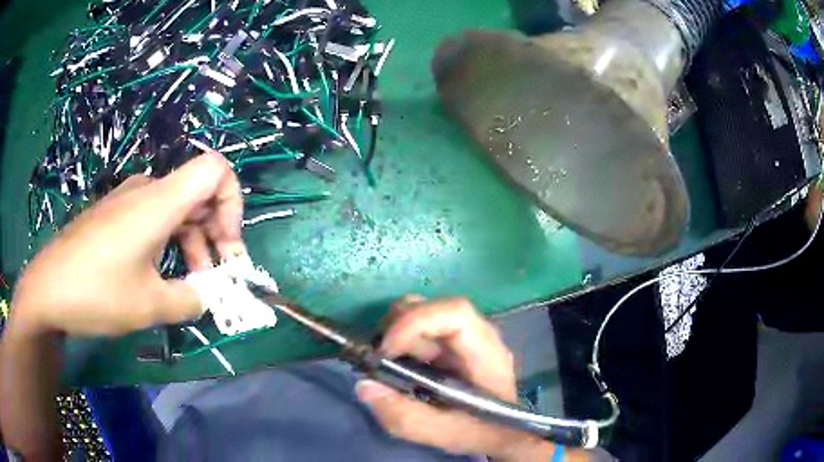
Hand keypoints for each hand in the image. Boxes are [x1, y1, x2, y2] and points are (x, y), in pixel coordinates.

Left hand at [10, 150, 244, 336]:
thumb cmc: (96, 292)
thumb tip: (209, 297)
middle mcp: (147, 190)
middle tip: (216, 278)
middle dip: (216, 234)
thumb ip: (191, 300)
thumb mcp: (149, 306)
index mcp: (159, 202)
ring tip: (190, 286)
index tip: (228, 247)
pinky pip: (154, 219)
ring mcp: (128, 201)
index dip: (233, 202)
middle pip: (199, 195)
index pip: (216, 170)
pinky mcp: (115, 214)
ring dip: (192, 245)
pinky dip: (169, 243)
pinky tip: (160, 275)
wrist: (47, 288)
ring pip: (176, 210)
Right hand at [356, 297, 586, 460]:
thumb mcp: (443, 433)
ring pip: (426, 312)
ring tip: (385, 360)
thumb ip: (405, 416)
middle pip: (436, 307)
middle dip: (399, 325)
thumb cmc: (481, 432)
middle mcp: (479, 335)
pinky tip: (397, 363)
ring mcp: (467, 336)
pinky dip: (401, 339)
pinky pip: (423, 327)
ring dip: (397, 330)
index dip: (416, 322)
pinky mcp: (454, 343)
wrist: (503, 432)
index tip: (386, 351)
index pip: (456, 314)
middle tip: (379, 356)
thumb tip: (364, 385)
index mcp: (487, 354)